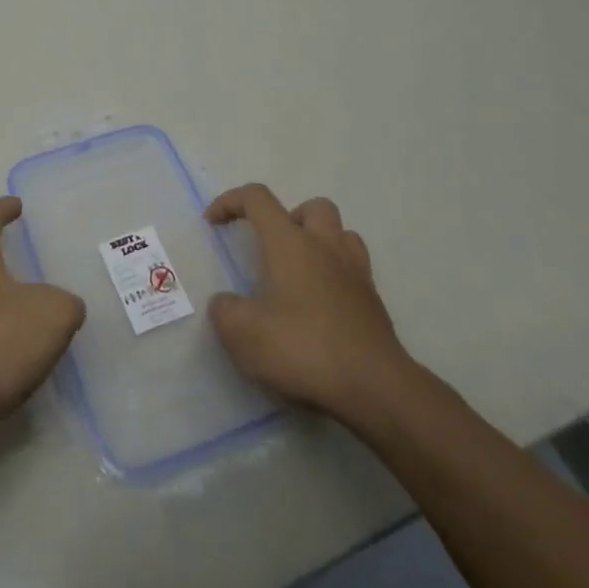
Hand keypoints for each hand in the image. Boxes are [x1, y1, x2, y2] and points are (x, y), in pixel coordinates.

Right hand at [204, 183, 417, 435]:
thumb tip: (226, 304)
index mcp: (289, 242)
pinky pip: (356, 271)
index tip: (213, 223)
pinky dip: (337, 276)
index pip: (257, 198)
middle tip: (271, 248)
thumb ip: (225, 310)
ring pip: (342, 234)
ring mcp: (356, 274)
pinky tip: (322, 307)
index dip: (231, 201)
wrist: (374, 389)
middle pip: (313, 207)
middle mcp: (325, 247)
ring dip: (320, 242)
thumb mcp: (242, 334)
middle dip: (289, 218)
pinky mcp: (375, 304)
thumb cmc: (302, 349)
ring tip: (300, 273)